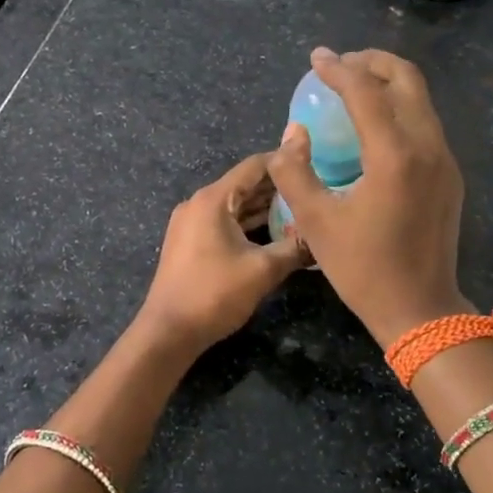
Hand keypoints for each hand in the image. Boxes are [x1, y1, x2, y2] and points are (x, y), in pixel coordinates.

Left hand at [136, 154, 307, 353]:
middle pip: (244, 184)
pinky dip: (249, 222)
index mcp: (213, 199)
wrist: (169, 331)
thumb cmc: (215, 293)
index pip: (254, 166)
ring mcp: (191, 223)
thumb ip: (296, 248)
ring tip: (301, 207)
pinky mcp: (190, 242)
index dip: (285, 161)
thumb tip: (324, 238)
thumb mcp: (263, 270)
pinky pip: (225, 221)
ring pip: (235, 205)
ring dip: (264, 206)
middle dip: (278, 186)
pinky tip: (275, 231)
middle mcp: (199, 203)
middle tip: (313, 187)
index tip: (314, 162)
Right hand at [266, 47, 470, 346]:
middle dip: (372, 62)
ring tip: (354, 88)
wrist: (421, 310)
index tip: (316, 59)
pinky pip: (426, 124)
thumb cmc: (364, 269)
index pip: (367, 91)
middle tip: (340, 65)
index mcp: (395, 155)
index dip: (338, 69)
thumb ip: (294, 172)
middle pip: (407, 79)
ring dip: (389, 83)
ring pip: (421, 100)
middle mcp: (428, 147)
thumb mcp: (316, 223)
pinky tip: (375, 127)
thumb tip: (292, 135)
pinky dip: (400, 108)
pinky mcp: (449, 175)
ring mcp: (444, 160)